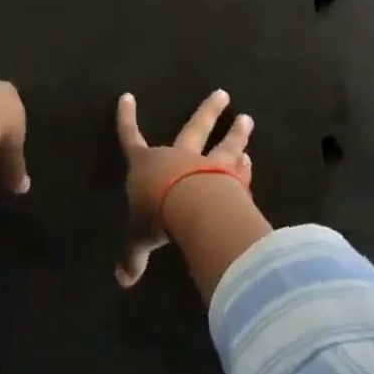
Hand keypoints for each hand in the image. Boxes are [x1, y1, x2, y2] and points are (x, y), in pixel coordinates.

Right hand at [115, 89, 252, 287]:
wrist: (191, 206)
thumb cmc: (156, 214)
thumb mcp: (139, 238)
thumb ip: (134, 257)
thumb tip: (122, 280)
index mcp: (147, 165)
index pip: (131, 138)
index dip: (126, 120)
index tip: (127, 97)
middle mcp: (178, 158)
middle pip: (193, 129)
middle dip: (207, 113)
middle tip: (223, 94)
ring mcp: (207, 165)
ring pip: (223, 146)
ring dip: (235, 134)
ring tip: (248, 119)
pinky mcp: (230, 179)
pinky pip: (237, 171)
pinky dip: (244, 167)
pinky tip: (251, 160)